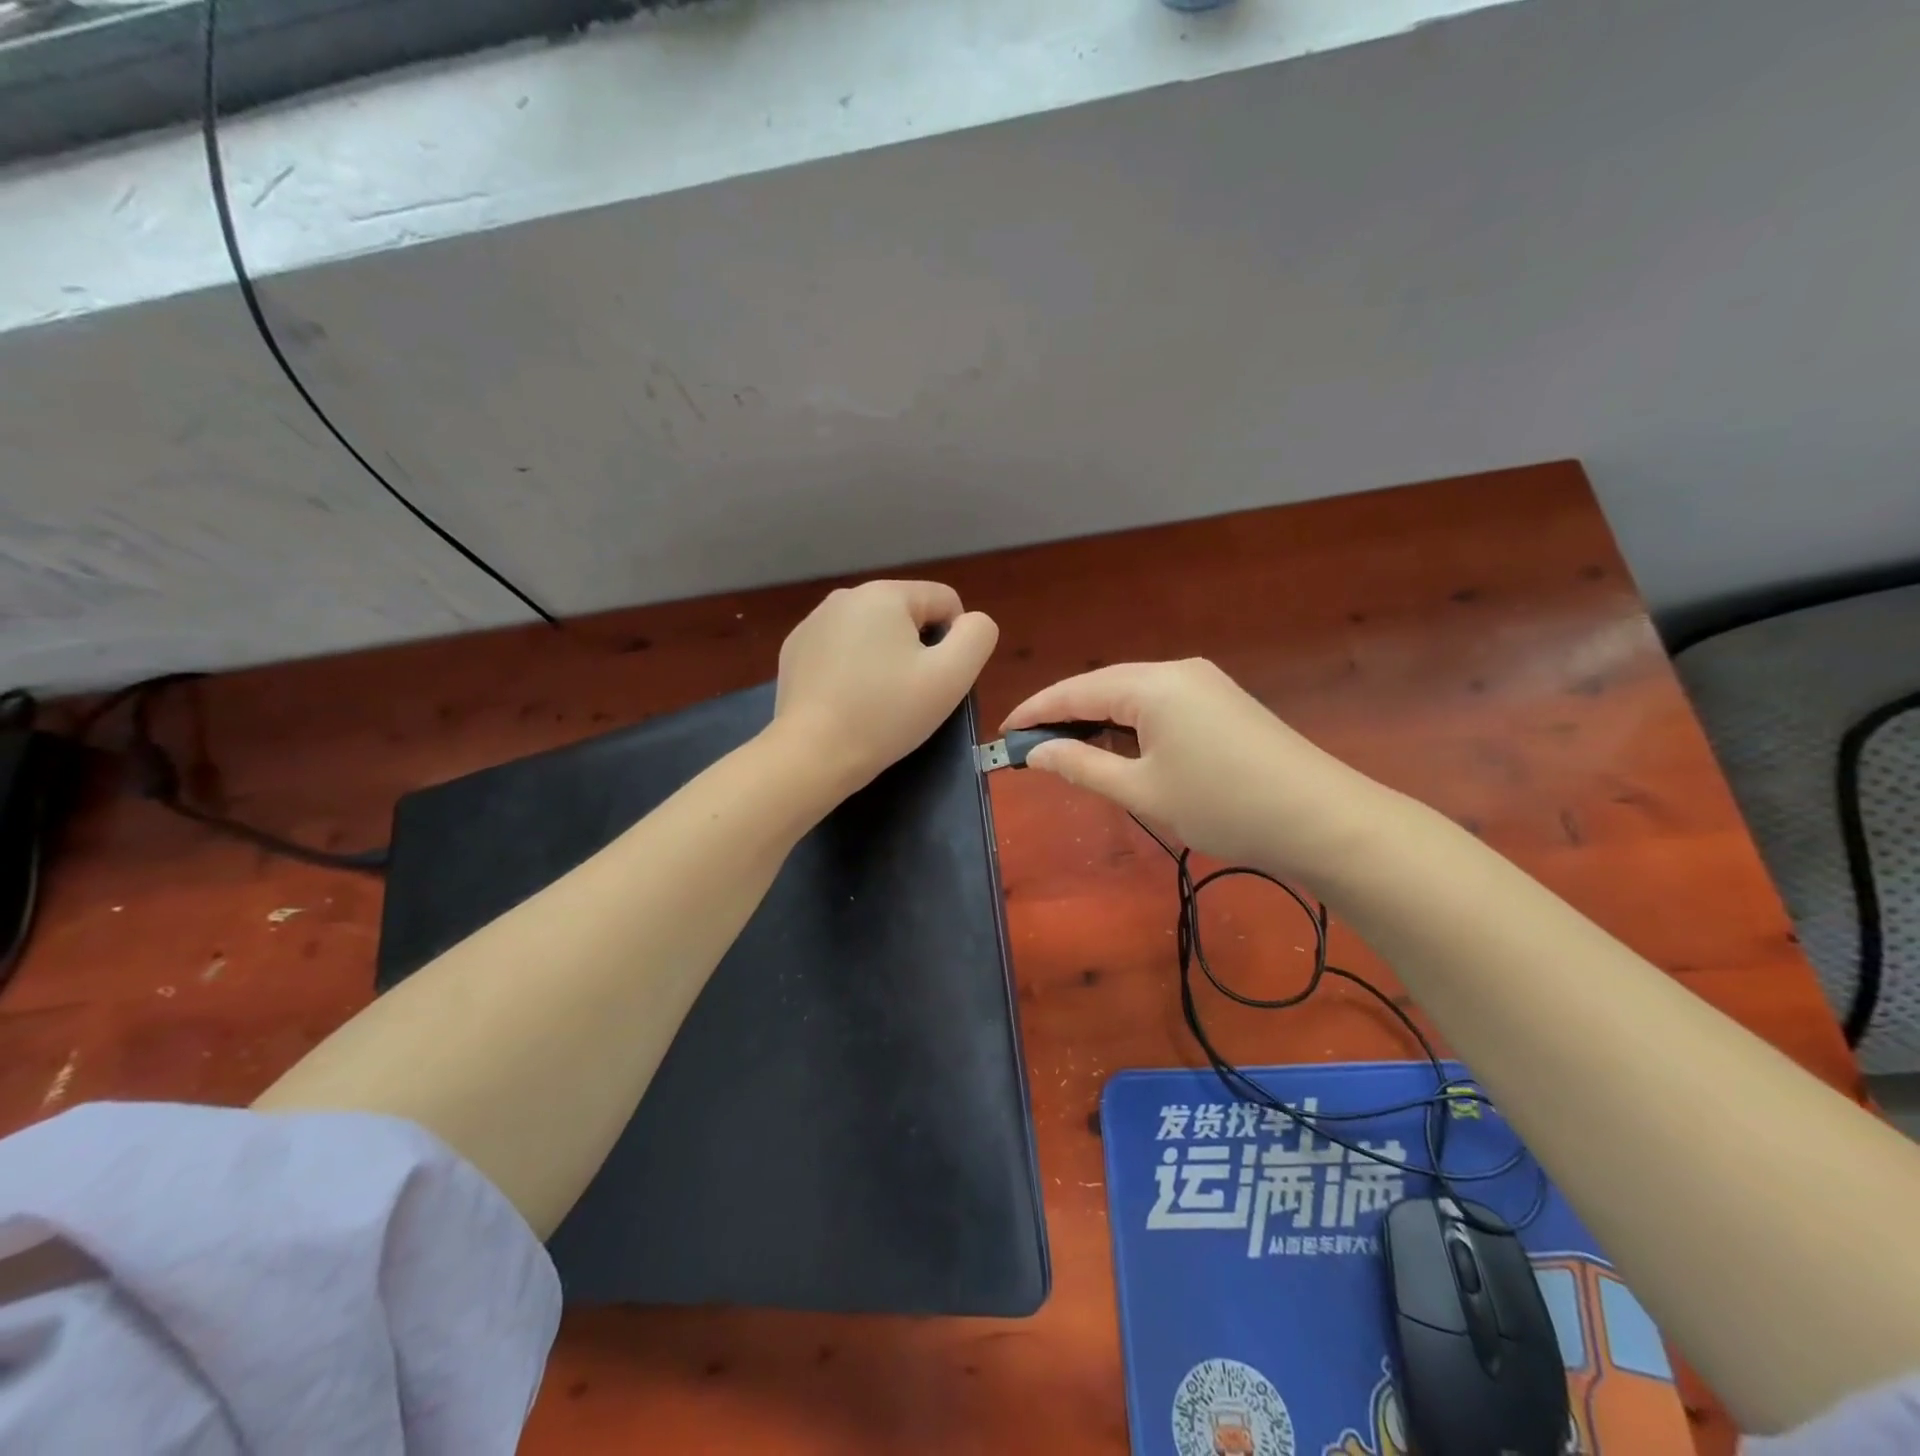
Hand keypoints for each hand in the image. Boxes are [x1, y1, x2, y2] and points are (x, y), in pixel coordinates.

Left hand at [774, 580, 998, 796]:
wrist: (812, 754)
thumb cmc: (887, 714)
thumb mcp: (952, 676)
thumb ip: (977, 636)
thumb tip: (971, 622)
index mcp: (885, 593)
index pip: (944, 601)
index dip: (954, 641)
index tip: (938, 680)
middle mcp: (845, 596)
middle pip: (906, 616)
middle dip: (916, 649)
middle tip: (909, 695)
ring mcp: (813, 622)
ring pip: (873, 633)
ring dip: (884, 658)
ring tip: (877, 701)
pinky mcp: (795, 650)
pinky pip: (841, 649)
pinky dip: (852, 669)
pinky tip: (847, 701)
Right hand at [1001, 659, 1390, 878]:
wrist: (1322, 819)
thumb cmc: (1222, 805)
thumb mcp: (1142, 790)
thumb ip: (1081, 766)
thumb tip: (1036, 753)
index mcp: (1152, 684)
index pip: (1076, 690)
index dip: (1035, 711)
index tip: (1003, 734)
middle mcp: (1177, 671)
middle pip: (1103, 686)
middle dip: (1064, 715)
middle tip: (1030, 748)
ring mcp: (1205, 683)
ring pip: (1132, 695)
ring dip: (1097, 720)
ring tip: (1067, 751)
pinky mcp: (1223, 702)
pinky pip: (1160, 704)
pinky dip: (1129, 723)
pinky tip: (1119, 747)